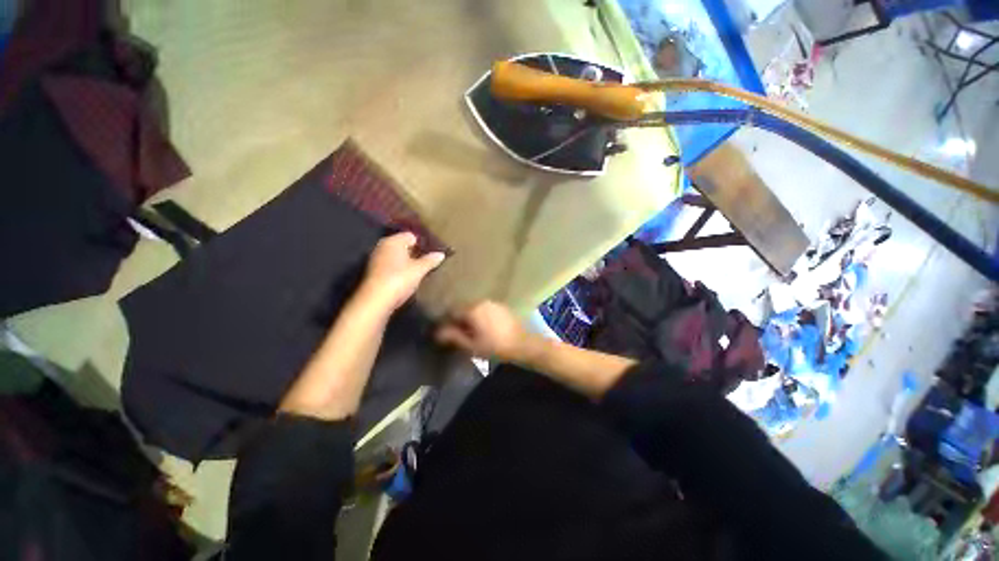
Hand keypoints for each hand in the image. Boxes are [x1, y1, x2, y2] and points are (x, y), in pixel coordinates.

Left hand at [357, 232, 445, 312]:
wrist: (376, 300)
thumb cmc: (399, 279)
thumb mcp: (419, 270)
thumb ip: (430, 260)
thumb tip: (441, 254)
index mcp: (394, 241)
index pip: (411, 236)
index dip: (423, 243)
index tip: (433, 252)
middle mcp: (383, 245)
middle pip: (403, 245)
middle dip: (415, 252)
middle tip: (429, 260)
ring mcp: (377, 258)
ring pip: (397, 255)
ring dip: (407, 261)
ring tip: (420, 270)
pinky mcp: (374, 271)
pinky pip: (391, 264)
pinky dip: (399, 268)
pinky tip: (408, 277)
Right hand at [436, 301, 534, 362]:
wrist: (523, 344)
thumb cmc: (495, 346)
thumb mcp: (472, 345)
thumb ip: (453, 336)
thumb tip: (438, 332)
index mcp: (472, 309)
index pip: (452, 311)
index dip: (447, 322)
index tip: (446, 333)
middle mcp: (481, 301)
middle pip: (463, 308)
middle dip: (459, 320)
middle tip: (459, 334)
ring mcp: (493, 302)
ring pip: (474, 308)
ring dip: (470, 318)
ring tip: (471, 332)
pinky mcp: (501, 306)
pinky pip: (485, 309)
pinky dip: (481, 316)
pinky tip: (484, 328)